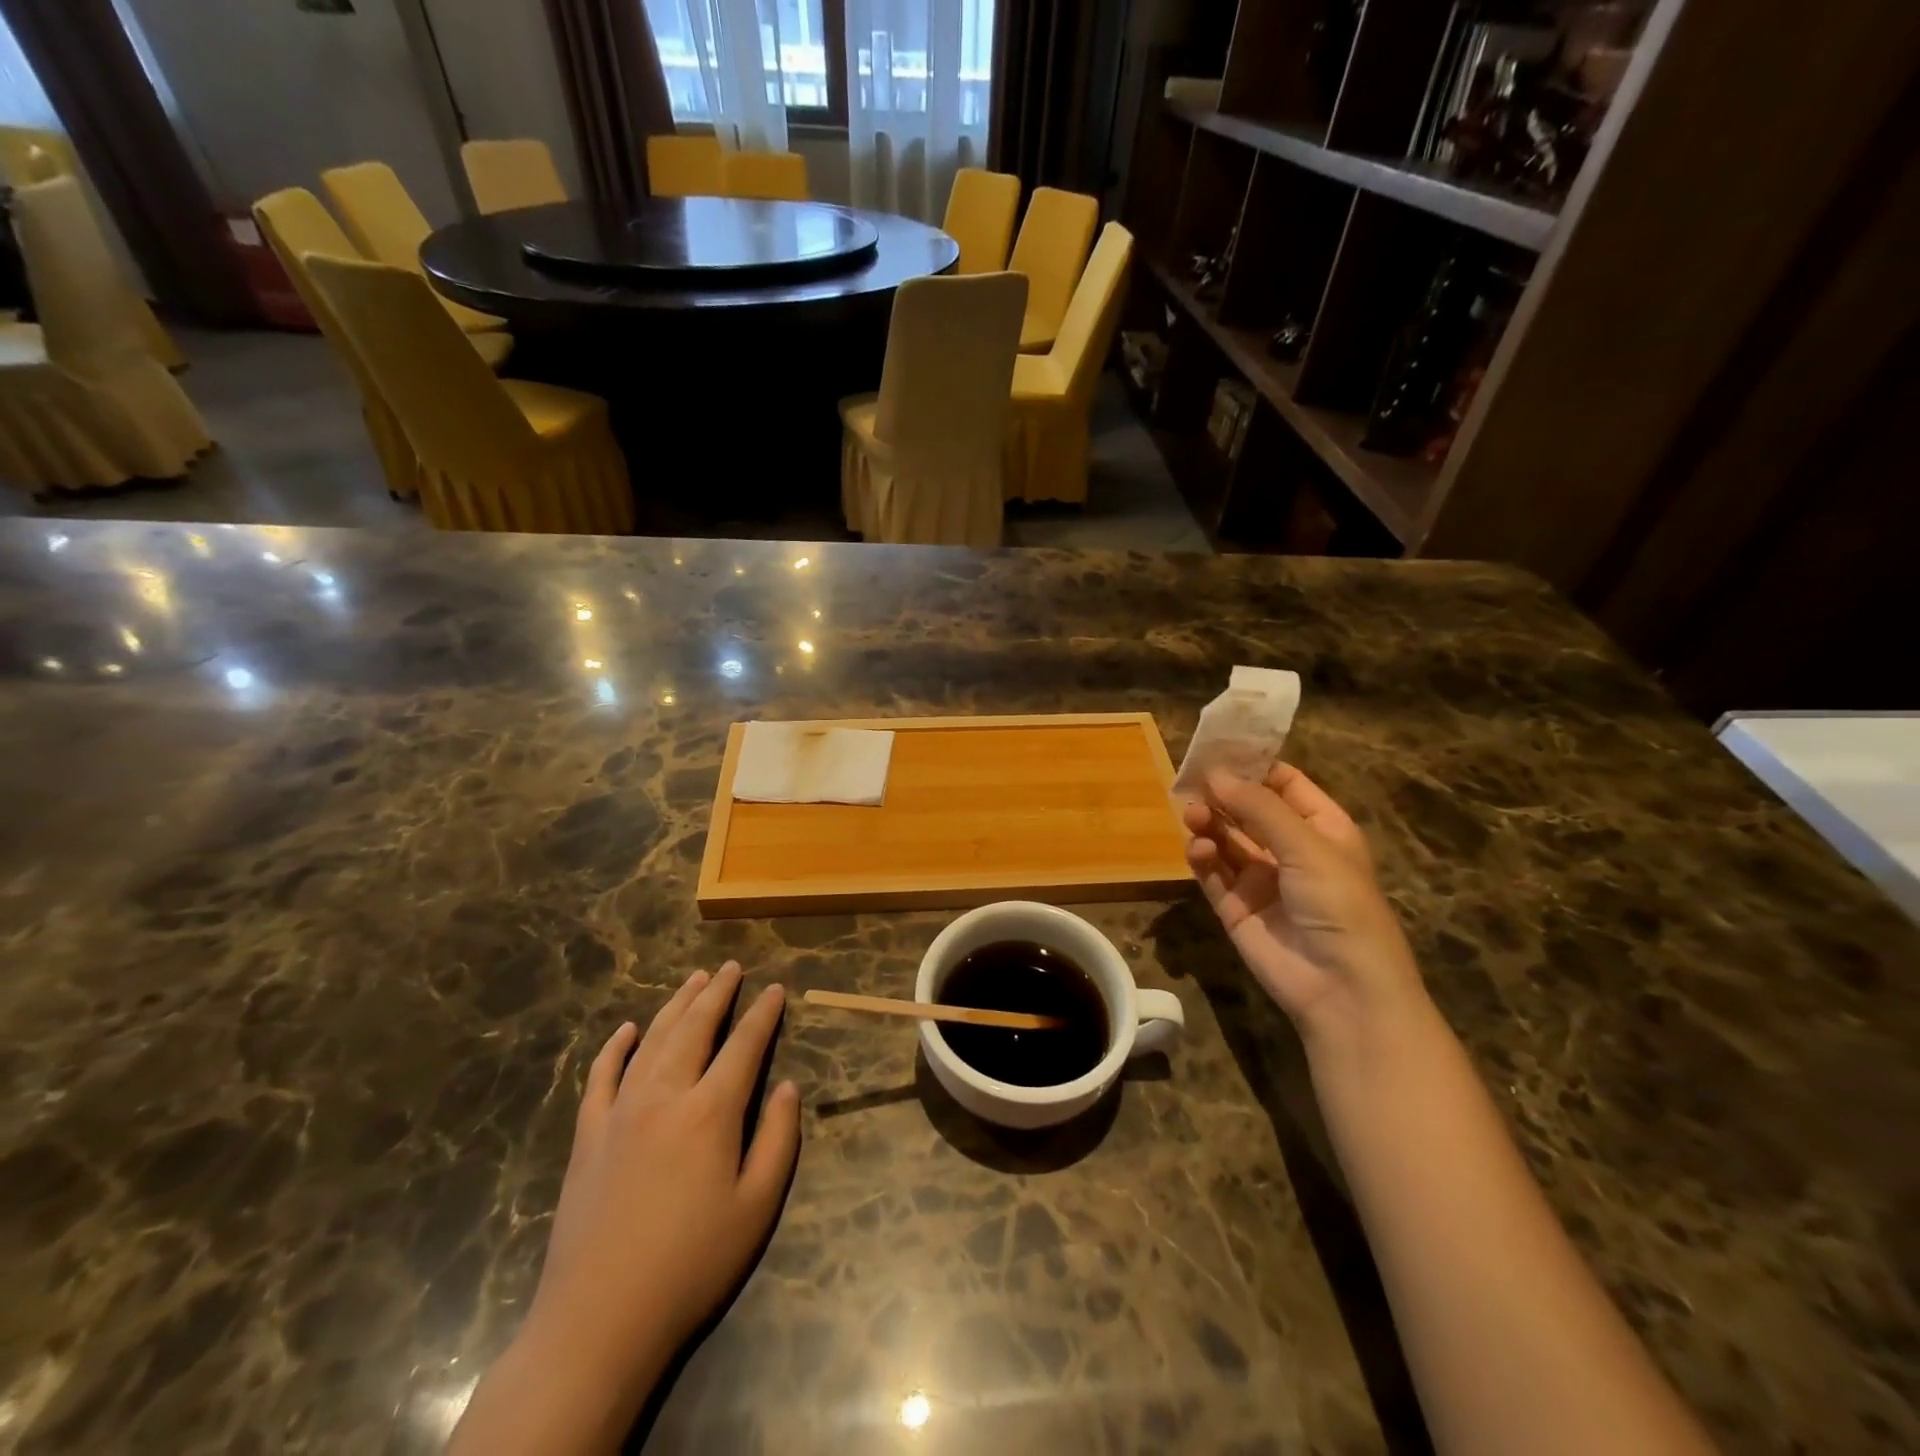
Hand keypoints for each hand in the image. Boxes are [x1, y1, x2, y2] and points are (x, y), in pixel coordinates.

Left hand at [452, 963, 800, 1453]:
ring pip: (652, 1040)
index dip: (763, 1014)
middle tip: (731, 967)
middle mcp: (665, 1095)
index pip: (744, 1045)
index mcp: (711, 1111)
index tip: (775, 989)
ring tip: (694, 979)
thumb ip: (778, 1140)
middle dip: (717, 993)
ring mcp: (620, 1112)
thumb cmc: (691, 1264)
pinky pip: (601, 1076)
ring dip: (675, 1005)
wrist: (599, 1319)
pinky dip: (614, 1047)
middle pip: (695, 1028)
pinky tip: (625, 1030)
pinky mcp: (588, 1135)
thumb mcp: (756, 1207)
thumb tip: (788, 1087)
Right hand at [1182, 764, 1426, 1049]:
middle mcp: (1290, 849)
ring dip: (1209, 823)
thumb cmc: (1339, 904)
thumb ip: (1259, 808)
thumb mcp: (1307, 846)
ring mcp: (1261, 879)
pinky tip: (1197, 849)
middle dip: (1222, 794)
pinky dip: (1202, 858)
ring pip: (1226, 839)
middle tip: (1190, 781)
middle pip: (1248, 810)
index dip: (1253, 766)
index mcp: (1321, 828)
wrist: (1341, 989)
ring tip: (1192, 815)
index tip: (1217, 749)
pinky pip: (1213, 873)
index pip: (1284, 784)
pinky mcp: (1236, 907)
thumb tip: (1216, 774)